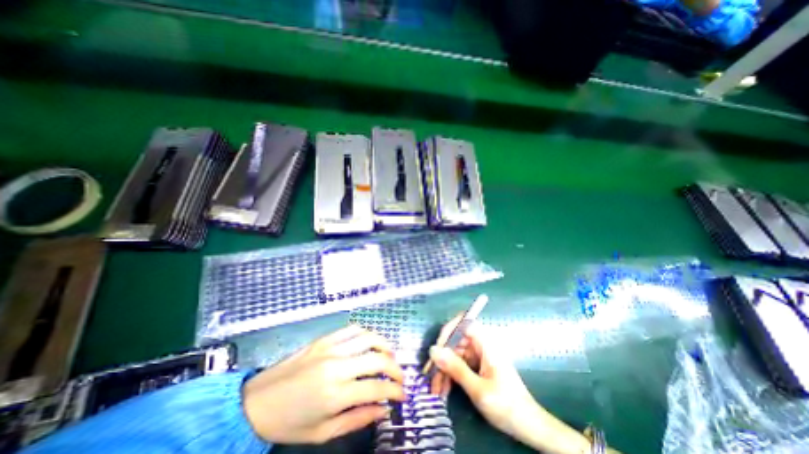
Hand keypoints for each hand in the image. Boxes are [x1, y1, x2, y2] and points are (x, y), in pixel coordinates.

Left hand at [239, 324, 403, 444]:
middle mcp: (336, 366)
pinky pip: (352, 329)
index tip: (403, 395)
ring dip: (384, 345)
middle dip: (395, 368)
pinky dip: (366, 334)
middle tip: (400, 376)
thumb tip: (383, 410)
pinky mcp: (324, 338)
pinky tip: (370, 342)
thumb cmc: (289, 423)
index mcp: (335, 394)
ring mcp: (330, 348)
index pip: (376, 388)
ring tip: (390, 355)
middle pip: (377, 359)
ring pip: (368, 338)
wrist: (256, 402)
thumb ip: (357, 419)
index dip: (395, 391)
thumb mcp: (323, 432)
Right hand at [429, 316, 542, 438]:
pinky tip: (444, 390)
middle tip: (431, 375)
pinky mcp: (479, 367)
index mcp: (486, 345)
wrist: (530, 428)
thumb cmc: (507, 407)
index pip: (465, 323)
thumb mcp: (478, 390)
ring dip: (445, 370)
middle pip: (457, 341)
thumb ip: (456, 368)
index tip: (437, 347)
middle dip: (443, 357)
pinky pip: (460, 365)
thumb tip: (433, 350)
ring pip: (456, 354)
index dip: (449, 329)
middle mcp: (482, 346)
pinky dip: (451, 376)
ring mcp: (480, 357)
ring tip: (436, 389)